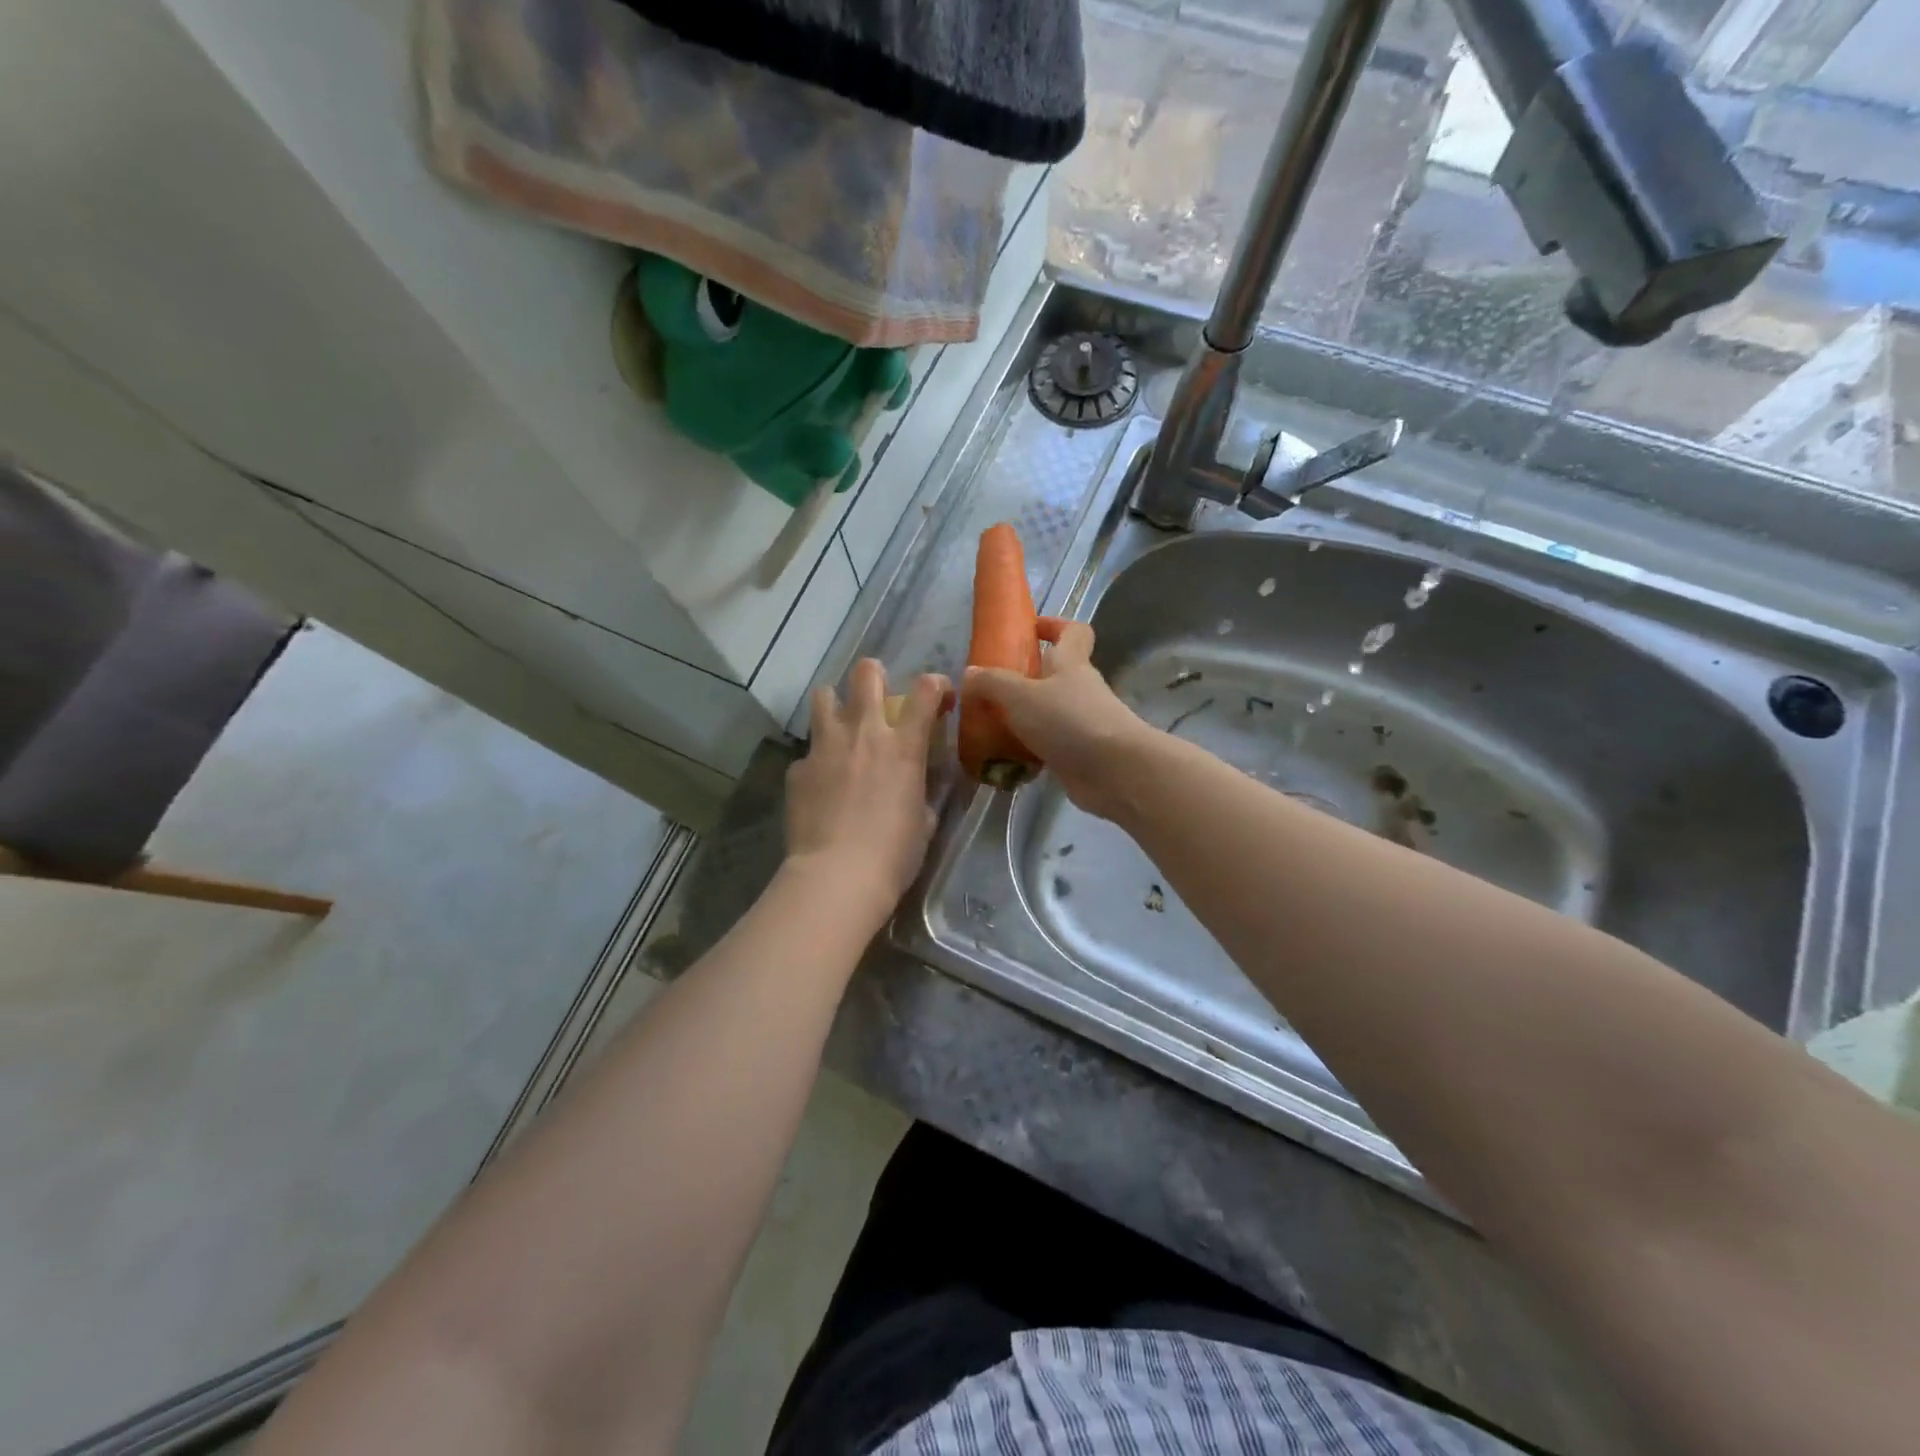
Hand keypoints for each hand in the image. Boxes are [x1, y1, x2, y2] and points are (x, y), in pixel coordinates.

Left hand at [785, 659, 951, 920]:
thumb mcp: (925, 822)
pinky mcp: (798, 770)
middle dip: (874, 674)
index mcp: (903, 746)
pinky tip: (820, 785)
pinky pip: (807, 753)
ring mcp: (825, 748)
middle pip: (865, 674)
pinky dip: (817, 762)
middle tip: (877, 691)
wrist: (838, 875)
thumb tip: (917, 787)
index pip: (925, 691)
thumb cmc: (895, 853)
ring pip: (823, 696)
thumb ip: (922, 794)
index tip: (939, 694)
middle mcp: (863, 733)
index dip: (935, 684)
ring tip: (840, 724)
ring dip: (835, 704)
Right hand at [964, 618, 1155, 820]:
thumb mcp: (1021, 696)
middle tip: (990, 689)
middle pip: (1056, 675)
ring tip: (988, 728)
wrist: (1114, 772)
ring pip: (1049, 713)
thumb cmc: (1069, 721)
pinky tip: (1004, 760)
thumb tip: (969, 673)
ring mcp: (1083, 723)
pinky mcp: (1080, 755)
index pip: (1073, 632)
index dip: (1054, 626)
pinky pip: (1049, 746)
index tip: (1029, 630)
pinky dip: (1029, 751)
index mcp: (1071, 663)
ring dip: (1023, 719)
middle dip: (1025, 679)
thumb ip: (992, 683)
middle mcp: (1080, 689)